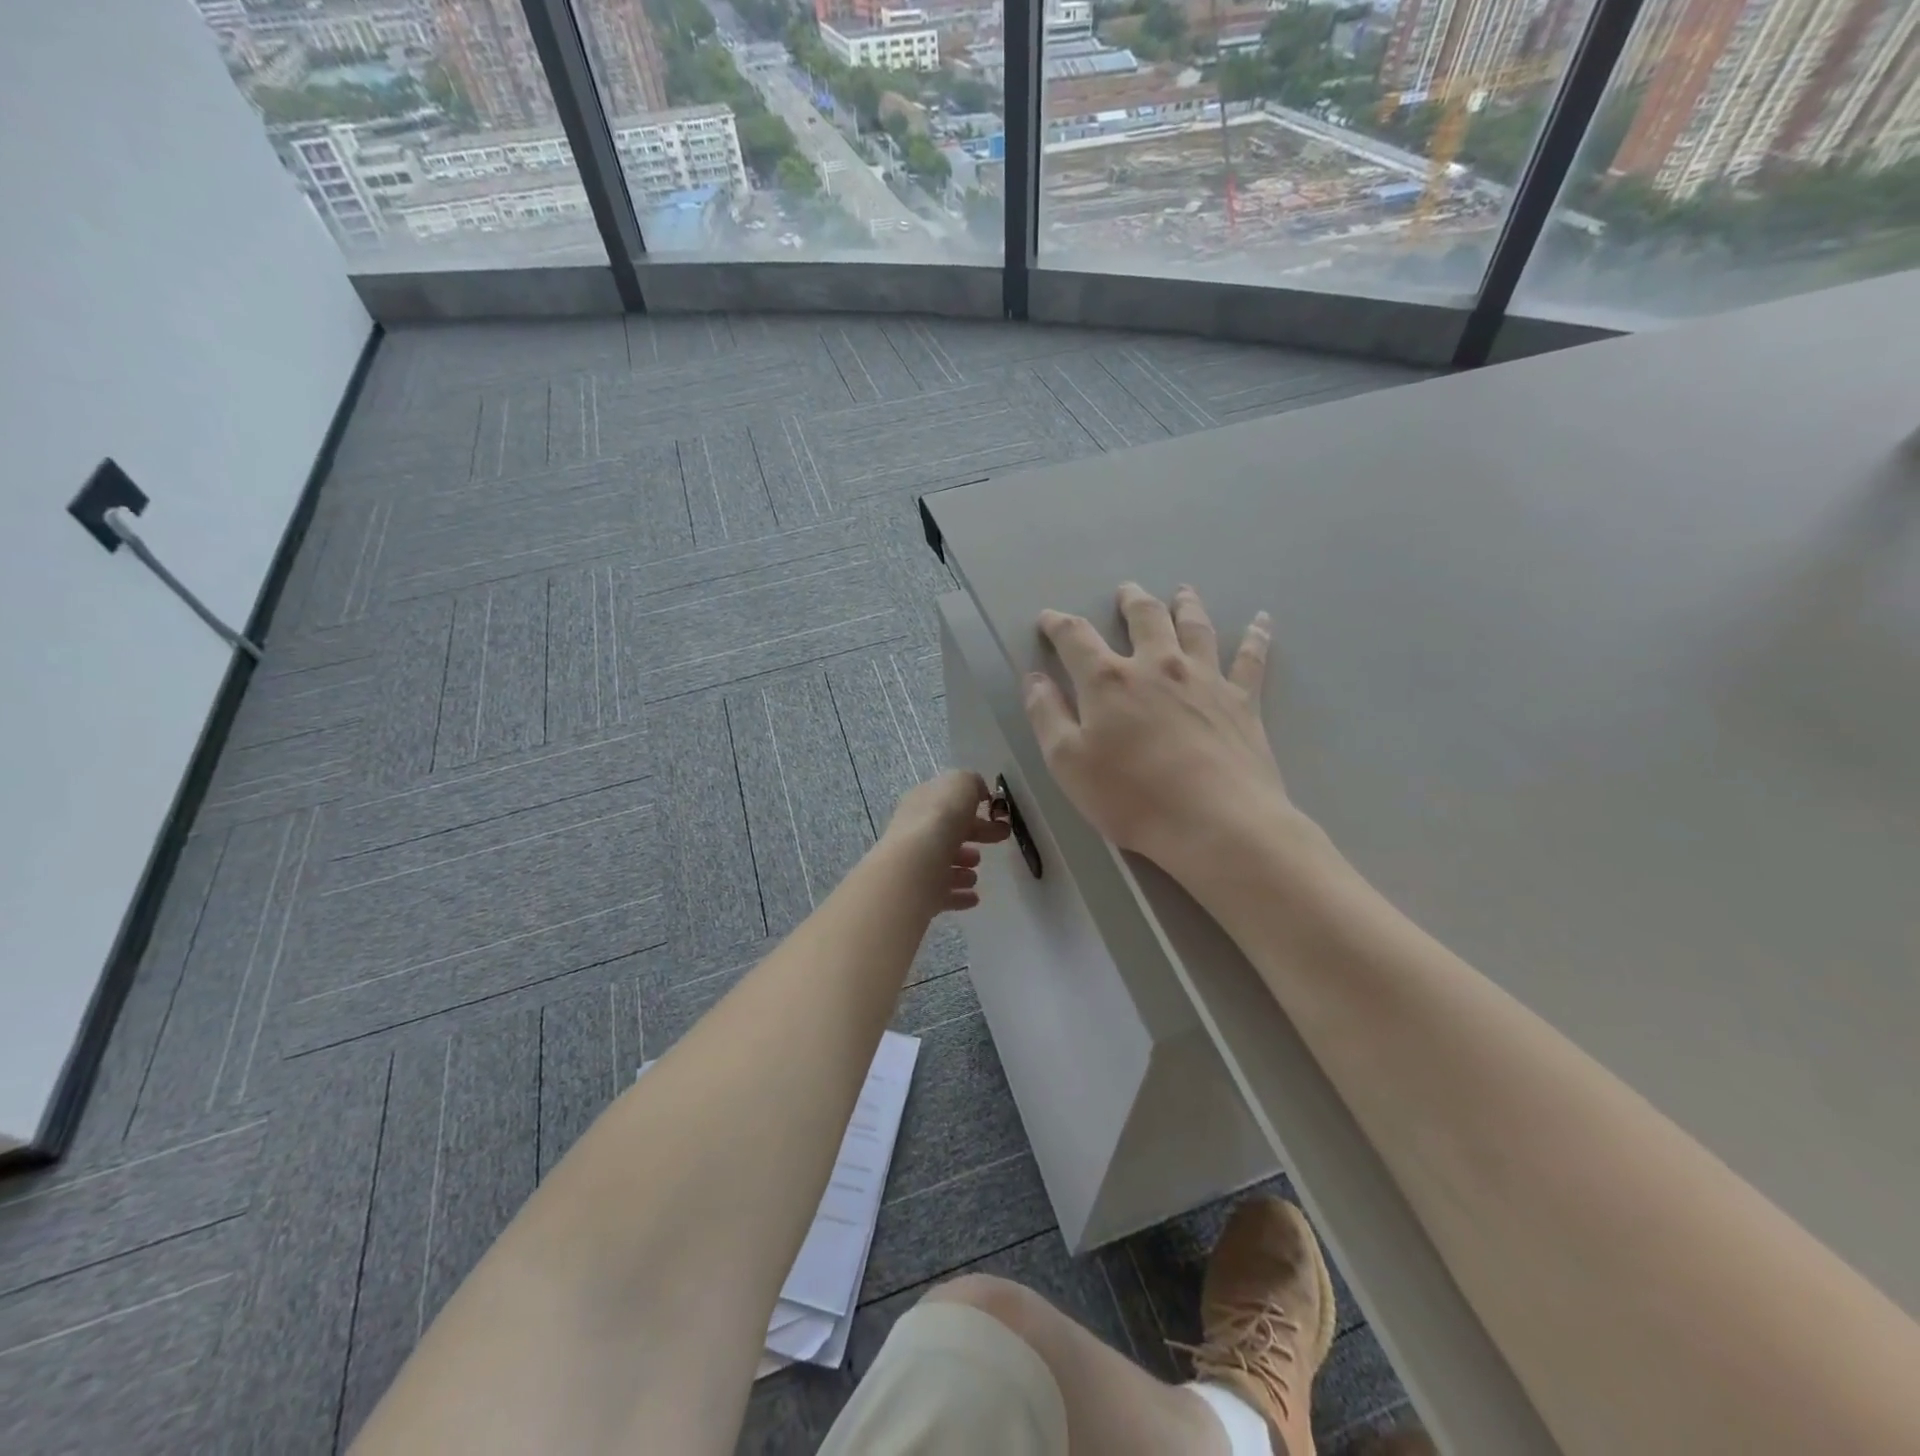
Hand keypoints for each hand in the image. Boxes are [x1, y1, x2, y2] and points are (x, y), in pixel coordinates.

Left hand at [881, 770, 1010, 911]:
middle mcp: (916, 831)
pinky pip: (943, 893)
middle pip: (949, 831)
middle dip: (973, 834)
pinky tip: (973, 897)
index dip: (973, 804)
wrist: (916, 865)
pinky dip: (959, 895)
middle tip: (999, 839)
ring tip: (977, 872)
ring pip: (943, 863)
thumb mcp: (960, 783)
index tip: (998, 814)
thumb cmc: (940, 818)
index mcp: (923, 802)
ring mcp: (917, 863)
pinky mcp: (921, 892)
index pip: (949, 801)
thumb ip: (971, 782)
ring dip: (963, 867)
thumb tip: (978, 791)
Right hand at [1024, 583, 1295, 868]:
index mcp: (1109, 680)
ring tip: (1182, 591)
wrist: (1216, 822)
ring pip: (1195, 627)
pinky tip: (1262, 620)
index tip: (1048, 619)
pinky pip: (1250, 658)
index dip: (1058, 624)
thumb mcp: (1067, 762)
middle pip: (1144, 618)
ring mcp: (1205, 679)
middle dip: (1131, 601)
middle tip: (1126, 590)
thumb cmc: (1132, 797)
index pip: (1076, 638)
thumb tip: (1035, 678)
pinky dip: (1256, 636)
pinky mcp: (1242, 700)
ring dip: (1186, 605)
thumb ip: (1047, 715)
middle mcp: (1158, 665)